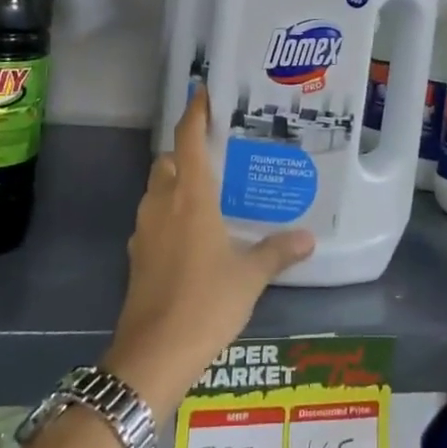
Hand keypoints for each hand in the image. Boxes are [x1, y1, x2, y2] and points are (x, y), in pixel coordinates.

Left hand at [104, 86, 314, 410]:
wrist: (153, 354)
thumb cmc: (206, 303)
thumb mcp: (250, 277)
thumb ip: (278, 251)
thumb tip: (308, 238)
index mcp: (190, 197)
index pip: (186, 140)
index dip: (194, 113)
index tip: (203, 94)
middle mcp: (162, 204)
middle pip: (167, 162)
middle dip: (185, 153)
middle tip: (218, 156)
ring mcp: (145, 231)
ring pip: (157, 190)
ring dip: (176, 184)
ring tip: (211, 194)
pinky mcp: (138, 256)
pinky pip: (154, 219)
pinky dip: (170, 214)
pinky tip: (195, 236)